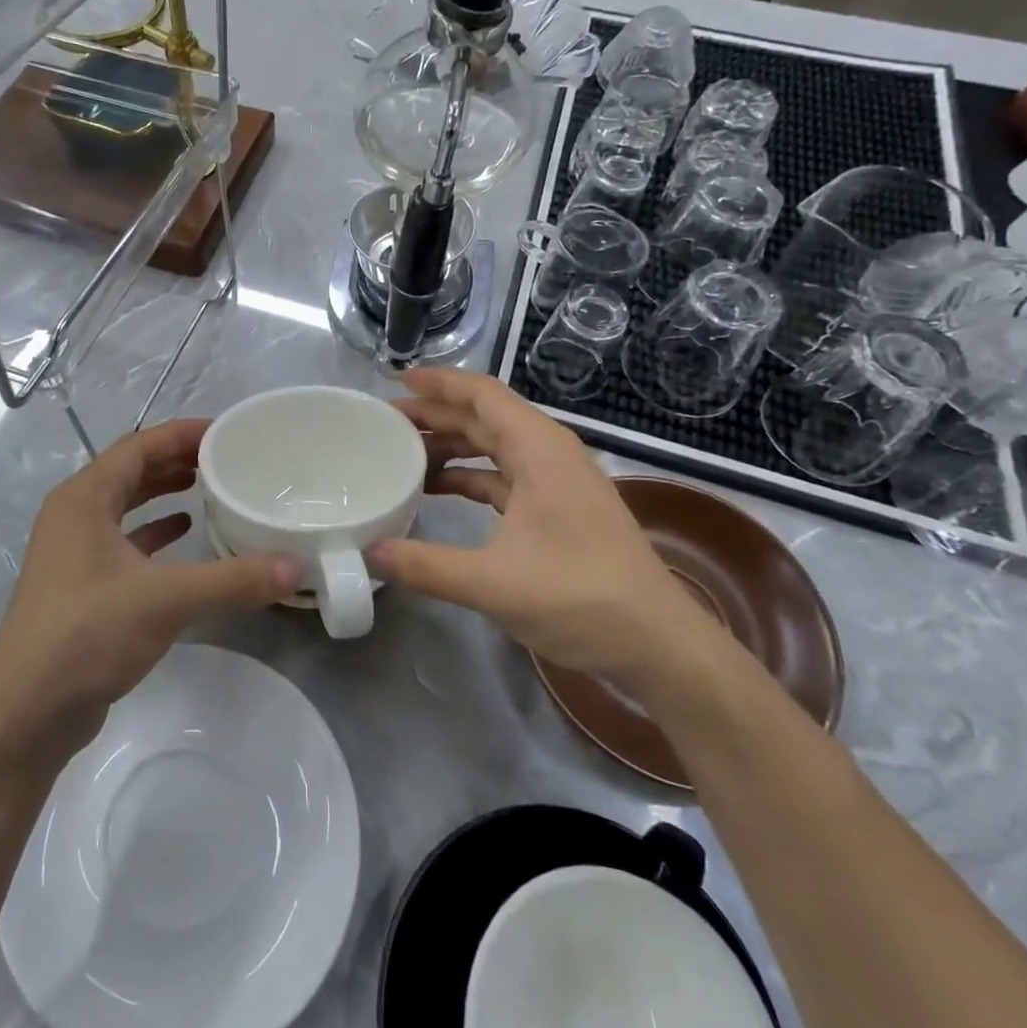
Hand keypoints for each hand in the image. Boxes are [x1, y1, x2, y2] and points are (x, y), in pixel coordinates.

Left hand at [0, 418, 299, 756]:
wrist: (26, 713)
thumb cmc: (87, 635)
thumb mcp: (166, 600)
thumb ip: (233, 580)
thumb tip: (296, 567)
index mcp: (84, 498)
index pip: (138, 446)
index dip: (182, 434)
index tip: (226, 432)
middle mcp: (74, 514)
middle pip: (130, 470)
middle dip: (175, 460)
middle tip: (225, 459)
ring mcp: (73, 551)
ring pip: (125, 505)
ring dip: (163, 493)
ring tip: (209, 488)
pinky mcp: (80, 585)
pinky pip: (123, 541)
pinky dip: (154, 532)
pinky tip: (184, 536)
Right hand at [367, 370, 727, 688]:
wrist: (658, 644)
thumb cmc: (580, 598)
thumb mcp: (493, 583)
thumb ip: (426, 565)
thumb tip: (368, 553)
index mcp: (540, 450)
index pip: (483, 395)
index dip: (440, 383)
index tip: (398, 383)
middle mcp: (548, 455)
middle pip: (484, 418)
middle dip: (435, 416)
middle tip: (385, 424)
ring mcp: (555, 483)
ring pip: (493, 448)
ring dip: (450, 448)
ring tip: (401, 456)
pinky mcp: (557, 510)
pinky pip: (503, 478)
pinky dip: (468, 478)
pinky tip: (436, 492)